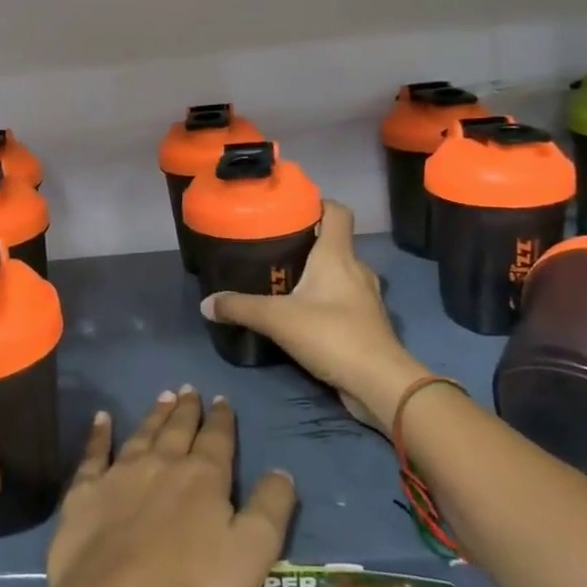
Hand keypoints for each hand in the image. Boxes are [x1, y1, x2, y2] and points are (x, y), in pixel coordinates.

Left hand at [46, 390, 295, 586]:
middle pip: (177, 430)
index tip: (222, 400)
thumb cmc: (192, 586)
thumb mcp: (252, 552)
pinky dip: (98, 434)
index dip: (222, 419)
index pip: (217, 439)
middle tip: (188, 390)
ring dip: (154, 415)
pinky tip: (101, 418)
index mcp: (203, 477)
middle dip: (186, 410)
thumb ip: (271, 508)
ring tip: (162, 397)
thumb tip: (282, 471)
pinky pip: (94, 453)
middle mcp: (162, 464)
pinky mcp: (85, 492)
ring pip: (142, 434)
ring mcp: (120, 474)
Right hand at [201, 201, 423, 428]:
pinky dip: (325, 300)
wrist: (379, 383)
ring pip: (339, 273)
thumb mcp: (277, 319)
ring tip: (284, 281)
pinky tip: (302, 313)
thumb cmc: (332, 335)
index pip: (337, 211)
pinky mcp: (366, 323)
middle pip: (334, 242)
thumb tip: (206, 303)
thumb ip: (240, 308)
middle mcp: (356, 269)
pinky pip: (343, 300)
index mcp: (338, 255)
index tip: (290, 208)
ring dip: (316, 274)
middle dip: (306, 242)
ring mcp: (365, 297)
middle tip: (273, 248)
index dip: (317, 203)